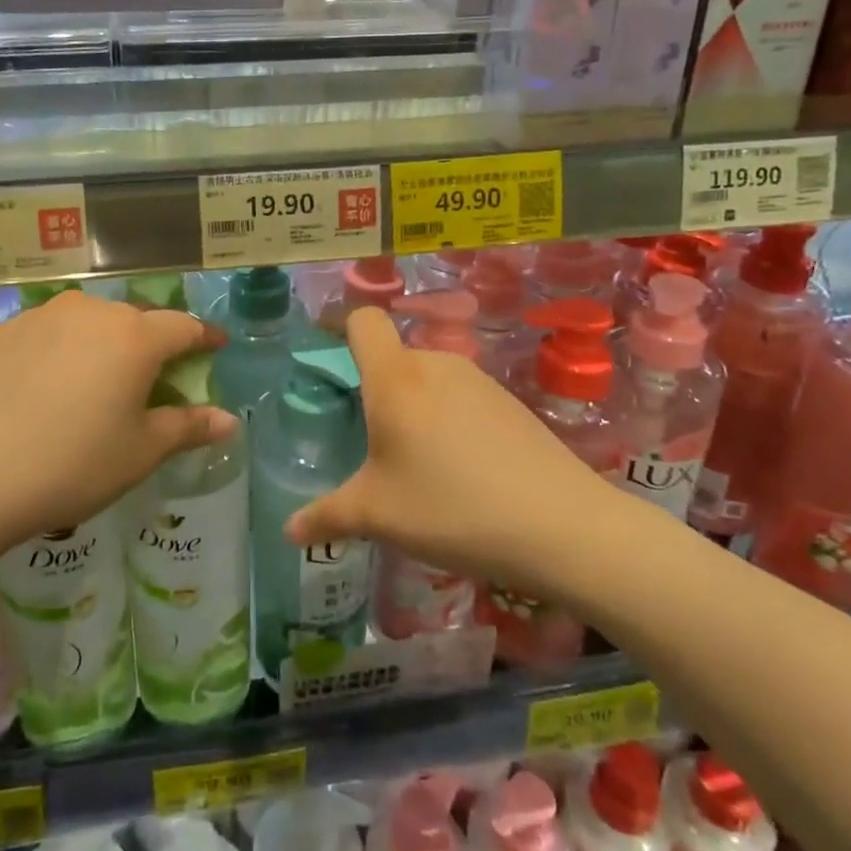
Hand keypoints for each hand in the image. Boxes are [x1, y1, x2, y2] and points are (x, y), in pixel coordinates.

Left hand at [0, 292, 233, 562]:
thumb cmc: (69, 466)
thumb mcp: (139, 453)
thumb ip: (188, 427)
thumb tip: (230, 420)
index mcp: (133, 337)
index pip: (183, 327)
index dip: (204, 337)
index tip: (216, 346)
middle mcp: (90, 313)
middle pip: (135, 320)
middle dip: (153, 343)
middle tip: (155, 376)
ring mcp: (40, 317)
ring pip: (89, 322)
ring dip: (104, 343)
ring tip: (97, 380)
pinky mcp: (0, 332)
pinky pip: (47, 333)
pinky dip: (60, 351)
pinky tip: (45, 386)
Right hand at [286, 308, 623, 600]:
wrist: (561, 525)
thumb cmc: (451, 508)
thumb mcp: (378, 516)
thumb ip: (327, 516)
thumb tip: (289, 529)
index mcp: (395, 377)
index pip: (363, 320)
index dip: (342, 330)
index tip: (330, 363)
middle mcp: (436, 364)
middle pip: (394, 355)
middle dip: (377, 389)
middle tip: (373, 442)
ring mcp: (478, 380)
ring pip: (429, 378)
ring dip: (416, 407)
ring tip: (420, 465)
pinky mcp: (510, 401)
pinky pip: (462, 397)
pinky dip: (451, 420)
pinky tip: (465, 471)